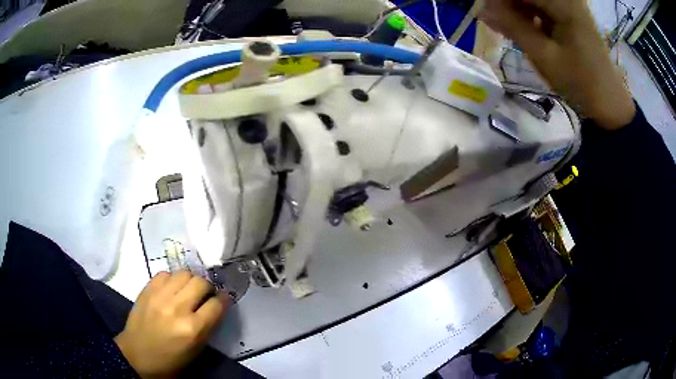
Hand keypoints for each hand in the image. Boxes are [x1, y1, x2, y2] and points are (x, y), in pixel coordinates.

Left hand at [114, 271, 228, 377]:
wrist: (137, 355)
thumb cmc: (171, 359)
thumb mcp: (196, 349)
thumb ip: (207, 326)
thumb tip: (216, 305)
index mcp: (193, 329)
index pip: (216, 304)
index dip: (223, 299)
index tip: (222, 299)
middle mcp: (177, 309)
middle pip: (201, 282)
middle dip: (207, 287)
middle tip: (204, 295)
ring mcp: (160, 296)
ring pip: (184, 273)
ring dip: (190, 281)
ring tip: (187, 290)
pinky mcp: (147, 290)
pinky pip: (165, 273)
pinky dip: (172, 279)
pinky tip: (170, 289)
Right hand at [480, 0, 634, 129]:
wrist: (610, 104)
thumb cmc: (581, 83)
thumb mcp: (544, 56)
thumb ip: (513, 27)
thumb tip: (482, 9)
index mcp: (564, 3)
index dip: (501, 0)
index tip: (486, 13)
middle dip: (509, 5)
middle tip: (498, 23)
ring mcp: (571, 6)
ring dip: (519, 10)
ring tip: (510, 29)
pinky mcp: (572, 15)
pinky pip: (544, 7)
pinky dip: (532, 16)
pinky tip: (526, 29)